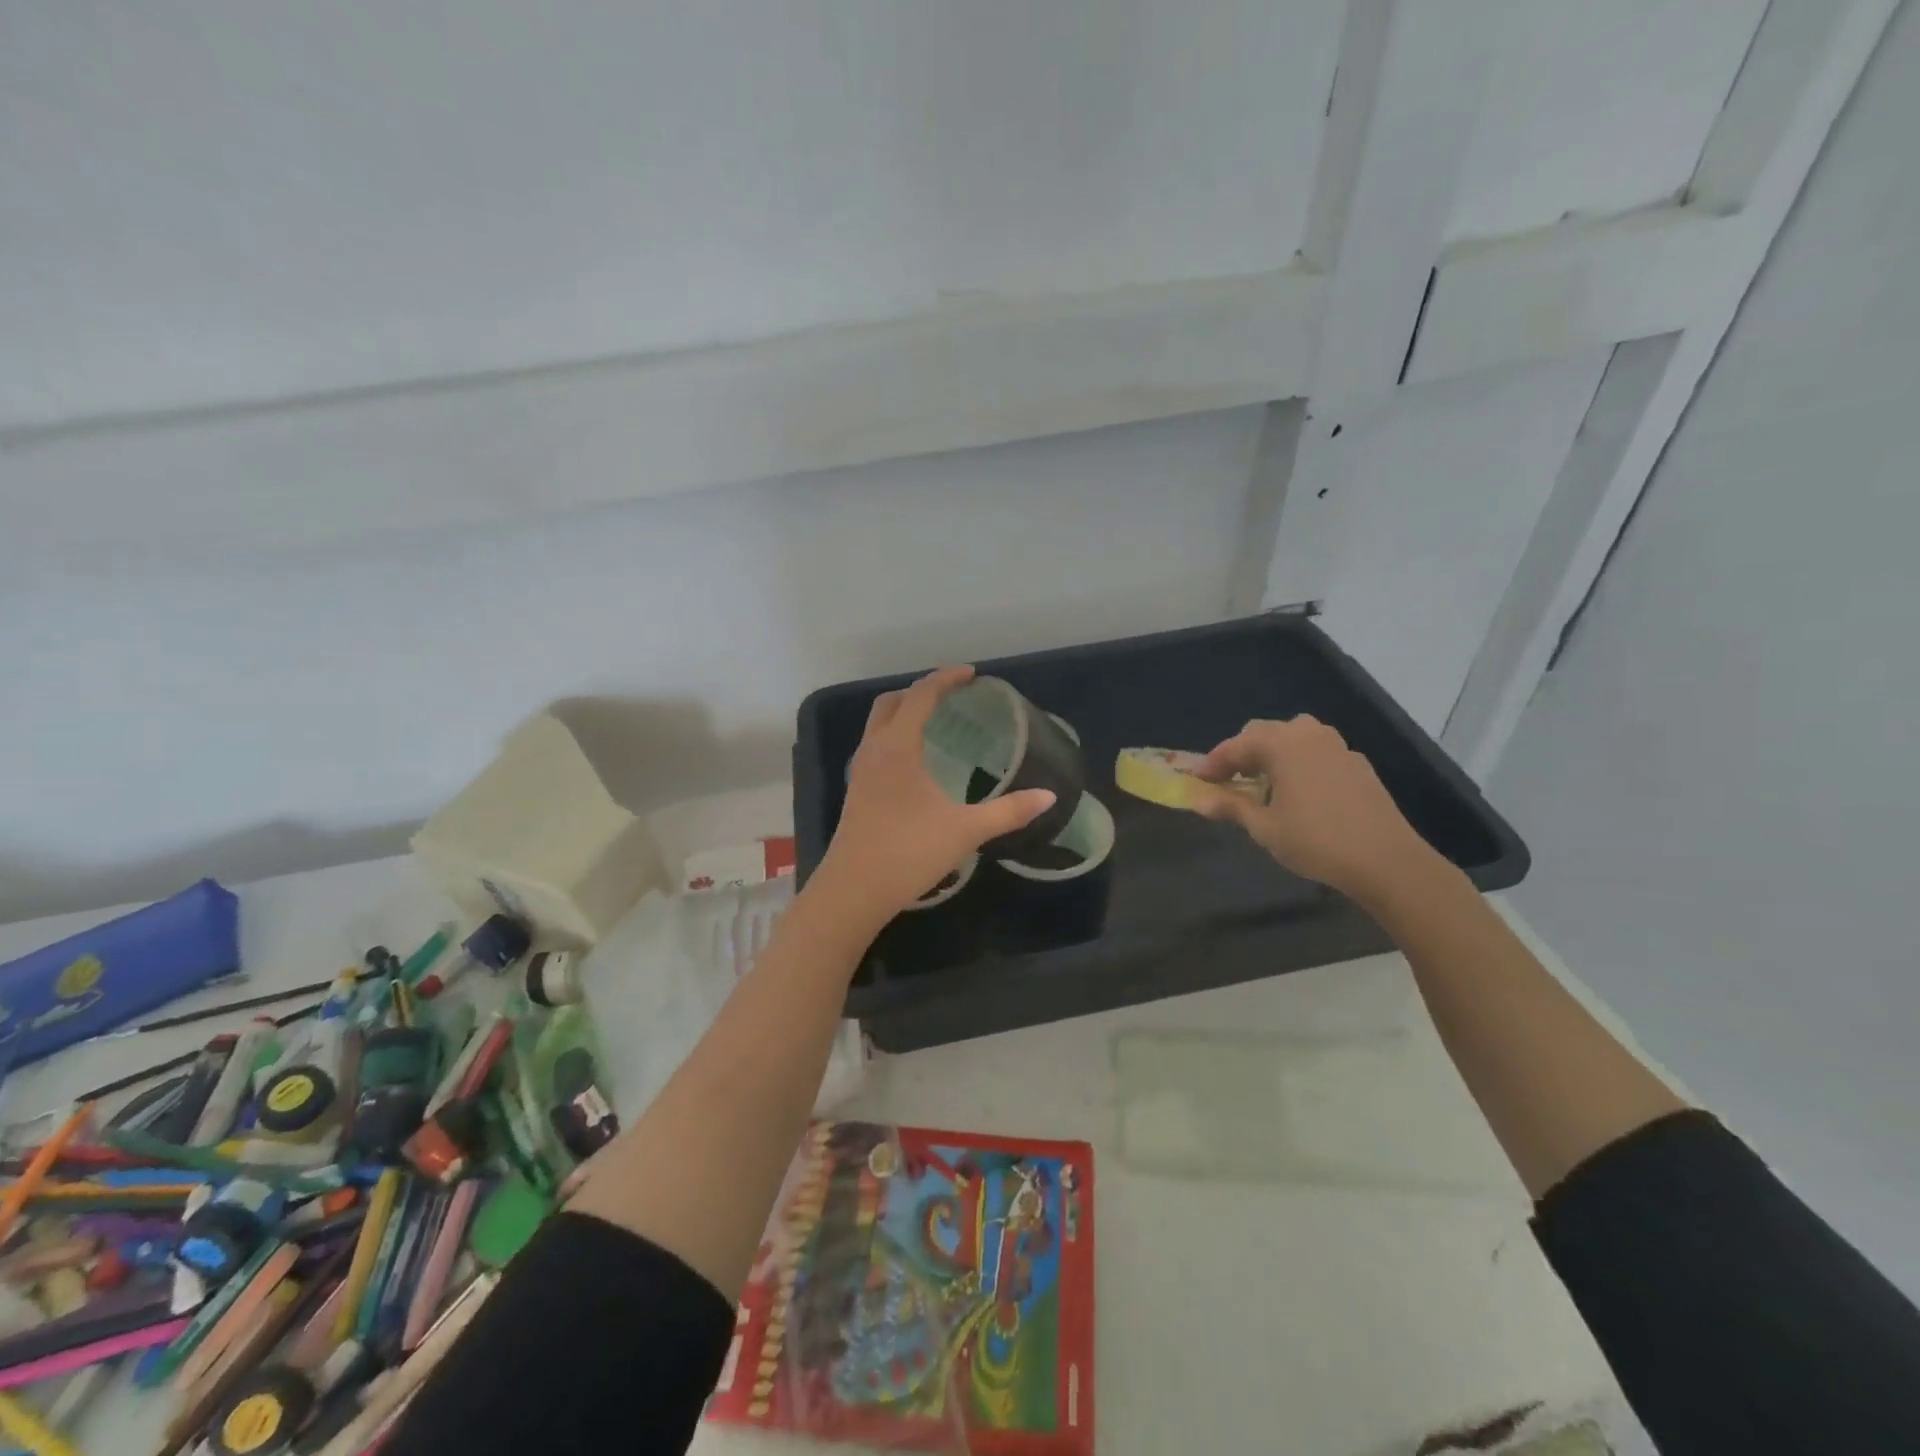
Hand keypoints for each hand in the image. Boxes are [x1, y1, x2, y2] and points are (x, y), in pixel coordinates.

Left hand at [814, 666, 1055, 922]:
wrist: (853, 890)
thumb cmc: (909, 852)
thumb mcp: (965, 830)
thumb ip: (1008, 812)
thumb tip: (1048, 796)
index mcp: (898, 747)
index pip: (921, 696)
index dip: (946, 679)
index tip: (971, 674)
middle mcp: (874, 750)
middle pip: (891, 702)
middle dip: (921, 691)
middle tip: (953, 696)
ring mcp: (861, 771)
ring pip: (878, 724)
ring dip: (904, 712)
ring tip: (936, 722)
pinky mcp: (857, 791)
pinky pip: (875, 746)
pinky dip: (895, 736)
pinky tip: (916, 761)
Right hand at [1189, 716, 1438, 901]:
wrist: (1386, 860)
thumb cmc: (1315, 841)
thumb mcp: (1264, 827)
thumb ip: (1230, 806)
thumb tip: (1197, 800)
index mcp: (1282, 744)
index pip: (1235, 746)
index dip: (1212, 763)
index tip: (1196, 781)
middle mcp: (1309, 735)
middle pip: (1264, 733)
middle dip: (1241, 754)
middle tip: (1227, 781)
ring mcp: (1337, 747)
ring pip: (1293, 738)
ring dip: (1271, 754)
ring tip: (1262, 784)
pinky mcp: (1357, 764)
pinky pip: (1316, 752)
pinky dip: (1297, 763)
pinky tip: (1298, 792)